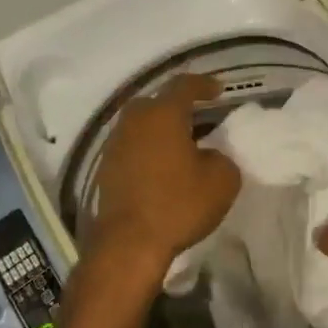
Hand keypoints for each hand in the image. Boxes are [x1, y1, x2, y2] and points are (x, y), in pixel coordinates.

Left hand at [91, 74, 239, 269]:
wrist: (129, 243)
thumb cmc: (179, 204)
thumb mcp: (222, 180)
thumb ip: (222, 158)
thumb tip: (209, 156)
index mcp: (163, 114)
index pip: (184, 86)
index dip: (204, 85)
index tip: (218, 90)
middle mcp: (134, 121)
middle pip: (157, 103)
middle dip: (179, 107)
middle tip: (200, 118)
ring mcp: (115, 144)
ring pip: (142, 125)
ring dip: (162, 130)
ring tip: (183, 145)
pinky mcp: (105, 168)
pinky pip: (132, 147)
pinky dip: (149, 150)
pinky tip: (164, 167)